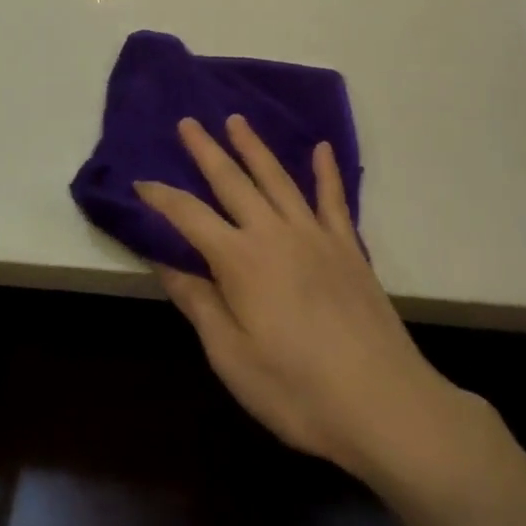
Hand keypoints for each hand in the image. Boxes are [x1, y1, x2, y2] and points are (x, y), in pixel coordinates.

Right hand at [137, 116, 466, 483]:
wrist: (385, 405)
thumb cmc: (297, 391)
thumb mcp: (231, 357)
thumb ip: (198, 302)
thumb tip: (163, 261)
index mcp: (239, 260)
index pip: (189, 215)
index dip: (161, 197)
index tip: (140, 182)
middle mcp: (273, 233)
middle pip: (232, 181)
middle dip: (206, 150)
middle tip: (187, 122)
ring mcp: (315, 235)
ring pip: (277, 178)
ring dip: (253, 147)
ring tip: (236, 120)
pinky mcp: (348, 248)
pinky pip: (333, 199)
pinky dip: (326, 171)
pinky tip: (321, 148)